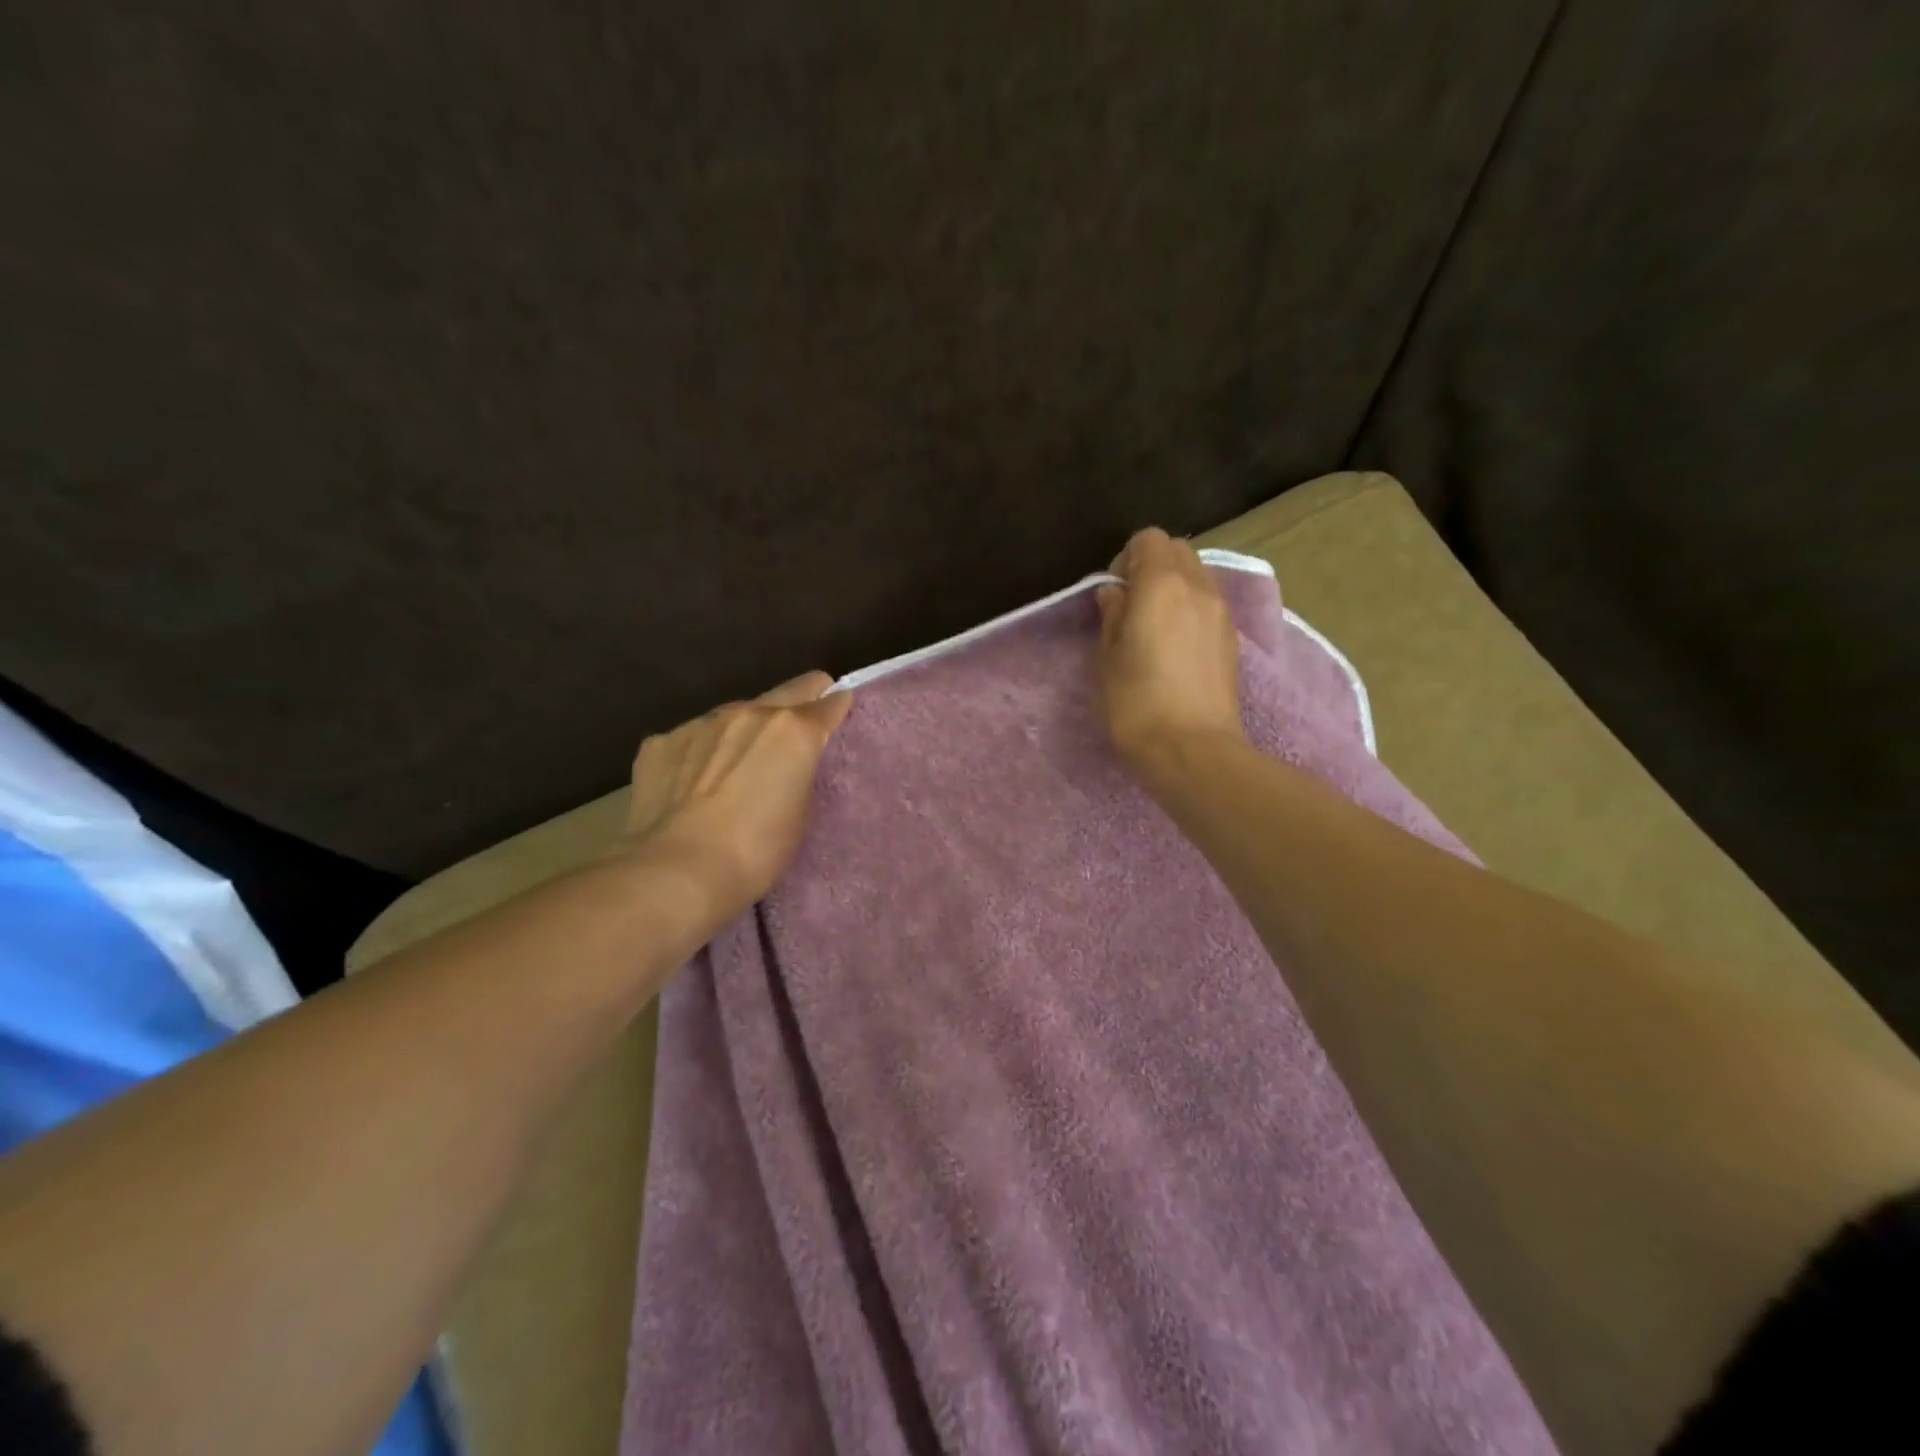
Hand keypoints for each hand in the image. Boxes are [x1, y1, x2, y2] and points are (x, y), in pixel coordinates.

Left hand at [619, 671, 854, 923]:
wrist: (676, 872)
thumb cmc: (755, 852)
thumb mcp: (801, 813)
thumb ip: (800, 773)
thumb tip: (791, 761)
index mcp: (794, 730)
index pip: (831, 702)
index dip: (838, 710)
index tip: (837, 723)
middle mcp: (749, 712)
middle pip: (788, 691)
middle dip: (800, 705)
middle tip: (796, 737)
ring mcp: (700, 723)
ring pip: (736, 713)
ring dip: (745, 731)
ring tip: (735, 771)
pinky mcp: (660, 742)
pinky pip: (692, 738)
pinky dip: (700, 753)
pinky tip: (692, 787)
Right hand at [1095, 528, 1244, 766]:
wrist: (1191, 748)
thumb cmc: (1136, 701)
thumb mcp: (1108, 655)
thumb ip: (1112, 614)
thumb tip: (1115, 593)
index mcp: (1162, 583)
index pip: (1149, 539)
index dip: (1126, 558)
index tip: (1114, 592)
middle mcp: (1198, 587)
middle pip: (1178, 552)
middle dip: (1153, 567)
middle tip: (1131, 606)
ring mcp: (1221, 613)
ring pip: (1197, 577)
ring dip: (1174, 588)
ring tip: (1153, 628)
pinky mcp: (1232, 640)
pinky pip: (1208, 605)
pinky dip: (1190, 610)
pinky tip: (1175, 647)